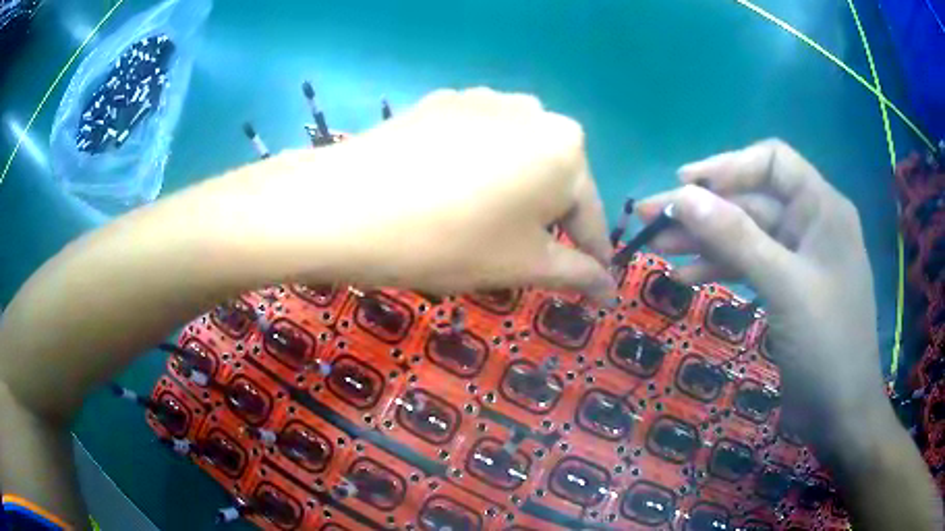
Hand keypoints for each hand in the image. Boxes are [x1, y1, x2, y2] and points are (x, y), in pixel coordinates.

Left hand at [259, 88, 616, 302]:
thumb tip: (609, 287)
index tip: (594, 284)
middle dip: (543, 223)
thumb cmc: (448, 241)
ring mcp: (483, 99)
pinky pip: (476, 144)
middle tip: (516, 260)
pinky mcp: (442, 102)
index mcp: (566, 146)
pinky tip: (443, 194)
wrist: (344, 207)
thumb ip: (575, 272)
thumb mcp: (521, 264)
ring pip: (514, 160)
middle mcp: (533, 110)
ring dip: (509, 196)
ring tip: (474, 227)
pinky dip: (474, 172)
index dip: (590, 255)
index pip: (588, 214)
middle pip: (552, 181)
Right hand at [635, 139, 888, 445]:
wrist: (840, 413)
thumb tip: (683, 196)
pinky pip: (750, 266)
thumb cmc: (827, 345)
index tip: (685, 183)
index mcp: (822, 208)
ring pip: (746, 235)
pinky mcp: (787, 289)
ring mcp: (799, 259)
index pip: (773, 162)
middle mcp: (811, 224)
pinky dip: (720, 268)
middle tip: (651, 218)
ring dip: (705, 240)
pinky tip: (687, 277)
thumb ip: (736, 238)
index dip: (729, 166)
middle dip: (705, 208)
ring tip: (659, 249)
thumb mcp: (784, 286)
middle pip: (752, 200)